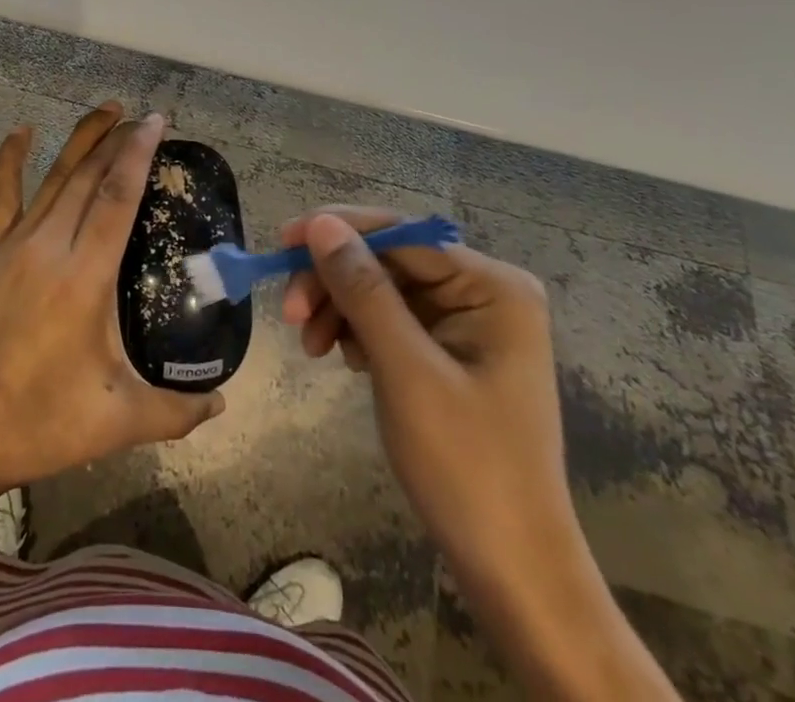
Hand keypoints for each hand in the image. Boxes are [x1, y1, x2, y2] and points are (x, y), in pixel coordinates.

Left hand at [0, 104, 223, 497]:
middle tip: (142, 117)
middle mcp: (48, 248)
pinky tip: (20, 131)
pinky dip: (10, 160)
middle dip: (117, 140)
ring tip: (106, 110)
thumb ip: (176, 411)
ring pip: (54, 179)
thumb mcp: (116, 422)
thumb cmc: (38, 423)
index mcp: (82, 279)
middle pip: (88, 178)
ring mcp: (13, 246)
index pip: (117, 199)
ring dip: (81, 141)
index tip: (156, 123)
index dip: (137, 155)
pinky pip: (2, 196)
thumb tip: (223, 402)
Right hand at [283, 210, 681, 701]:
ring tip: (311, 346)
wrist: (512, 571)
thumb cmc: (467, 466)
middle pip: (389, 261)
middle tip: (290, 313)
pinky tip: (343, 358)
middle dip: (335, 282)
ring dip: (340, 308)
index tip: (281, 244)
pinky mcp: (450, 351)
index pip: (402, 235)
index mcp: (493, 286)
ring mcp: (468, 323)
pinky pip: (391, 319)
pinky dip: (358, 331)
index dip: (338, 232)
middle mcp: (484, 292)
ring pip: (382, 289)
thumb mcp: (406, 371)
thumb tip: (320, 222)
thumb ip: (362, 289)